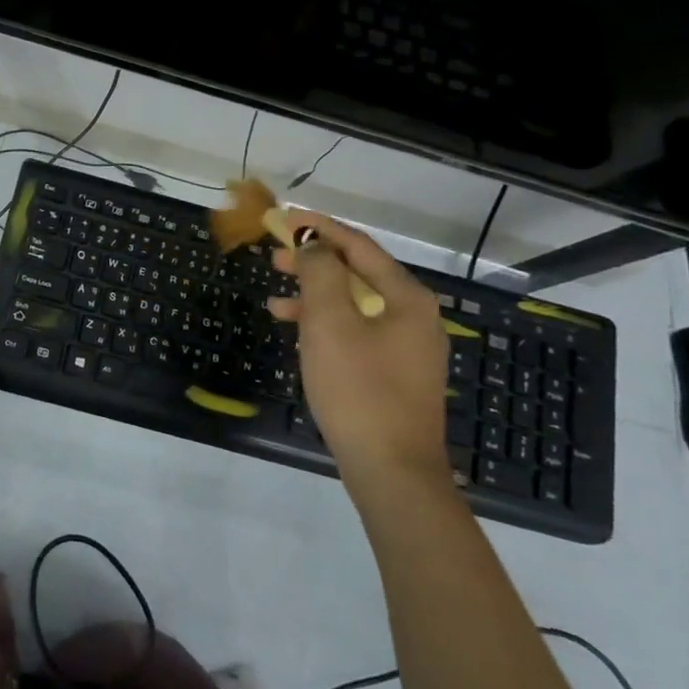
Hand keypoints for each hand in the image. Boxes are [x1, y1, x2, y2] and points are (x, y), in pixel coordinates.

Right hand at [267, 214, 450, 498]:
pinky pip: (357, 331)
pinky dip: (326, 325)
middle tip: (274, 255)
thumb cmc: (358, 389)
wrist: (391, 470)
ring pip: (355, 305)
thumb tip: (313, 246)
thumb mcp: (330, 323)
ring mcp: (407, 346)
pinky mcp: (394, 372)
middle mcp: (414, 315)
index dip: (320, 228)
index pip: (359, 246)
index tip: (285, 218)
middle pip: (359, 273)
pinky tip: (299, 334)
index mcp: (406, 297)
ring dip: (315, 296)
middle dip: (315, 262)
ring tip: (275, 298)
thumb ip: (320, 274)